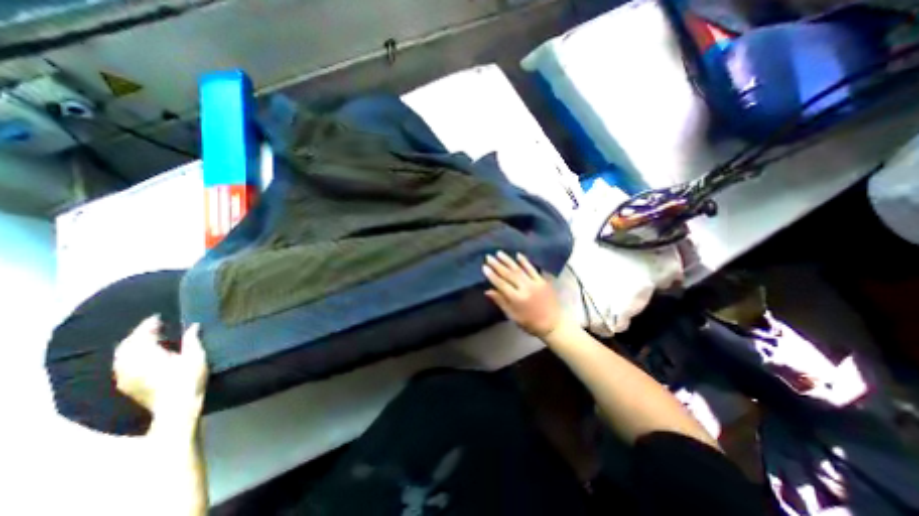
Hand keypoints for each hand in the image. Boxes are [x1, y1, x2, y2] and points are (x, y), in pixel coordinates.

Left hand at [113, 317, 209, 419]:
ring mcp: (125, 376)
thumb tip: (193, 326)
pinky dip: (127, 356)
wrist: (176, 407)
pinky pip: (120, 365)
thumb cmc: (189, 379)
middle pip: (127, 345)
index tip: (157, 317)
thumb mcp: (196, 357)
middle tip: (152, 326)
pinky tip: (138, 357)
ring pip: (121, 356)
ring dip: (131, 345)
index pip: (142, 335)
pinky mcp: (126, 385)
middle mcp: (130, 364)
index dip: (148, 325)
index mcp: (147, 355)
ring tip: (145, 339)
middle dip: (138, 334)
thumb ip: (192, 340)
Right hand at [482, 249, 566, 337]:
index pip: (501, 284)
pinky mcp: (542, 281)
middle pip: (509, 274)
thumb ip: (501, 301)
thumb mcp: (513, 316)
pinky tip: (518, 255)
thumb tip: (487, 291)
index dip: (492, 275)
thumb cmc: (530, 323)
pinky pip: (532, 269)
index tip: (484, 267)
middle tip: (489, 257)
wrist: (553, 324)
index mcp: (517, 299)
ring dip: (508, 260)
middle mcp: (525, 288)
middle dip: (498, 265)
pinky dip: (525, 261)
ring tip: (499, 253)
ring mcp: (535, 283)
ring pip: (519, 269)